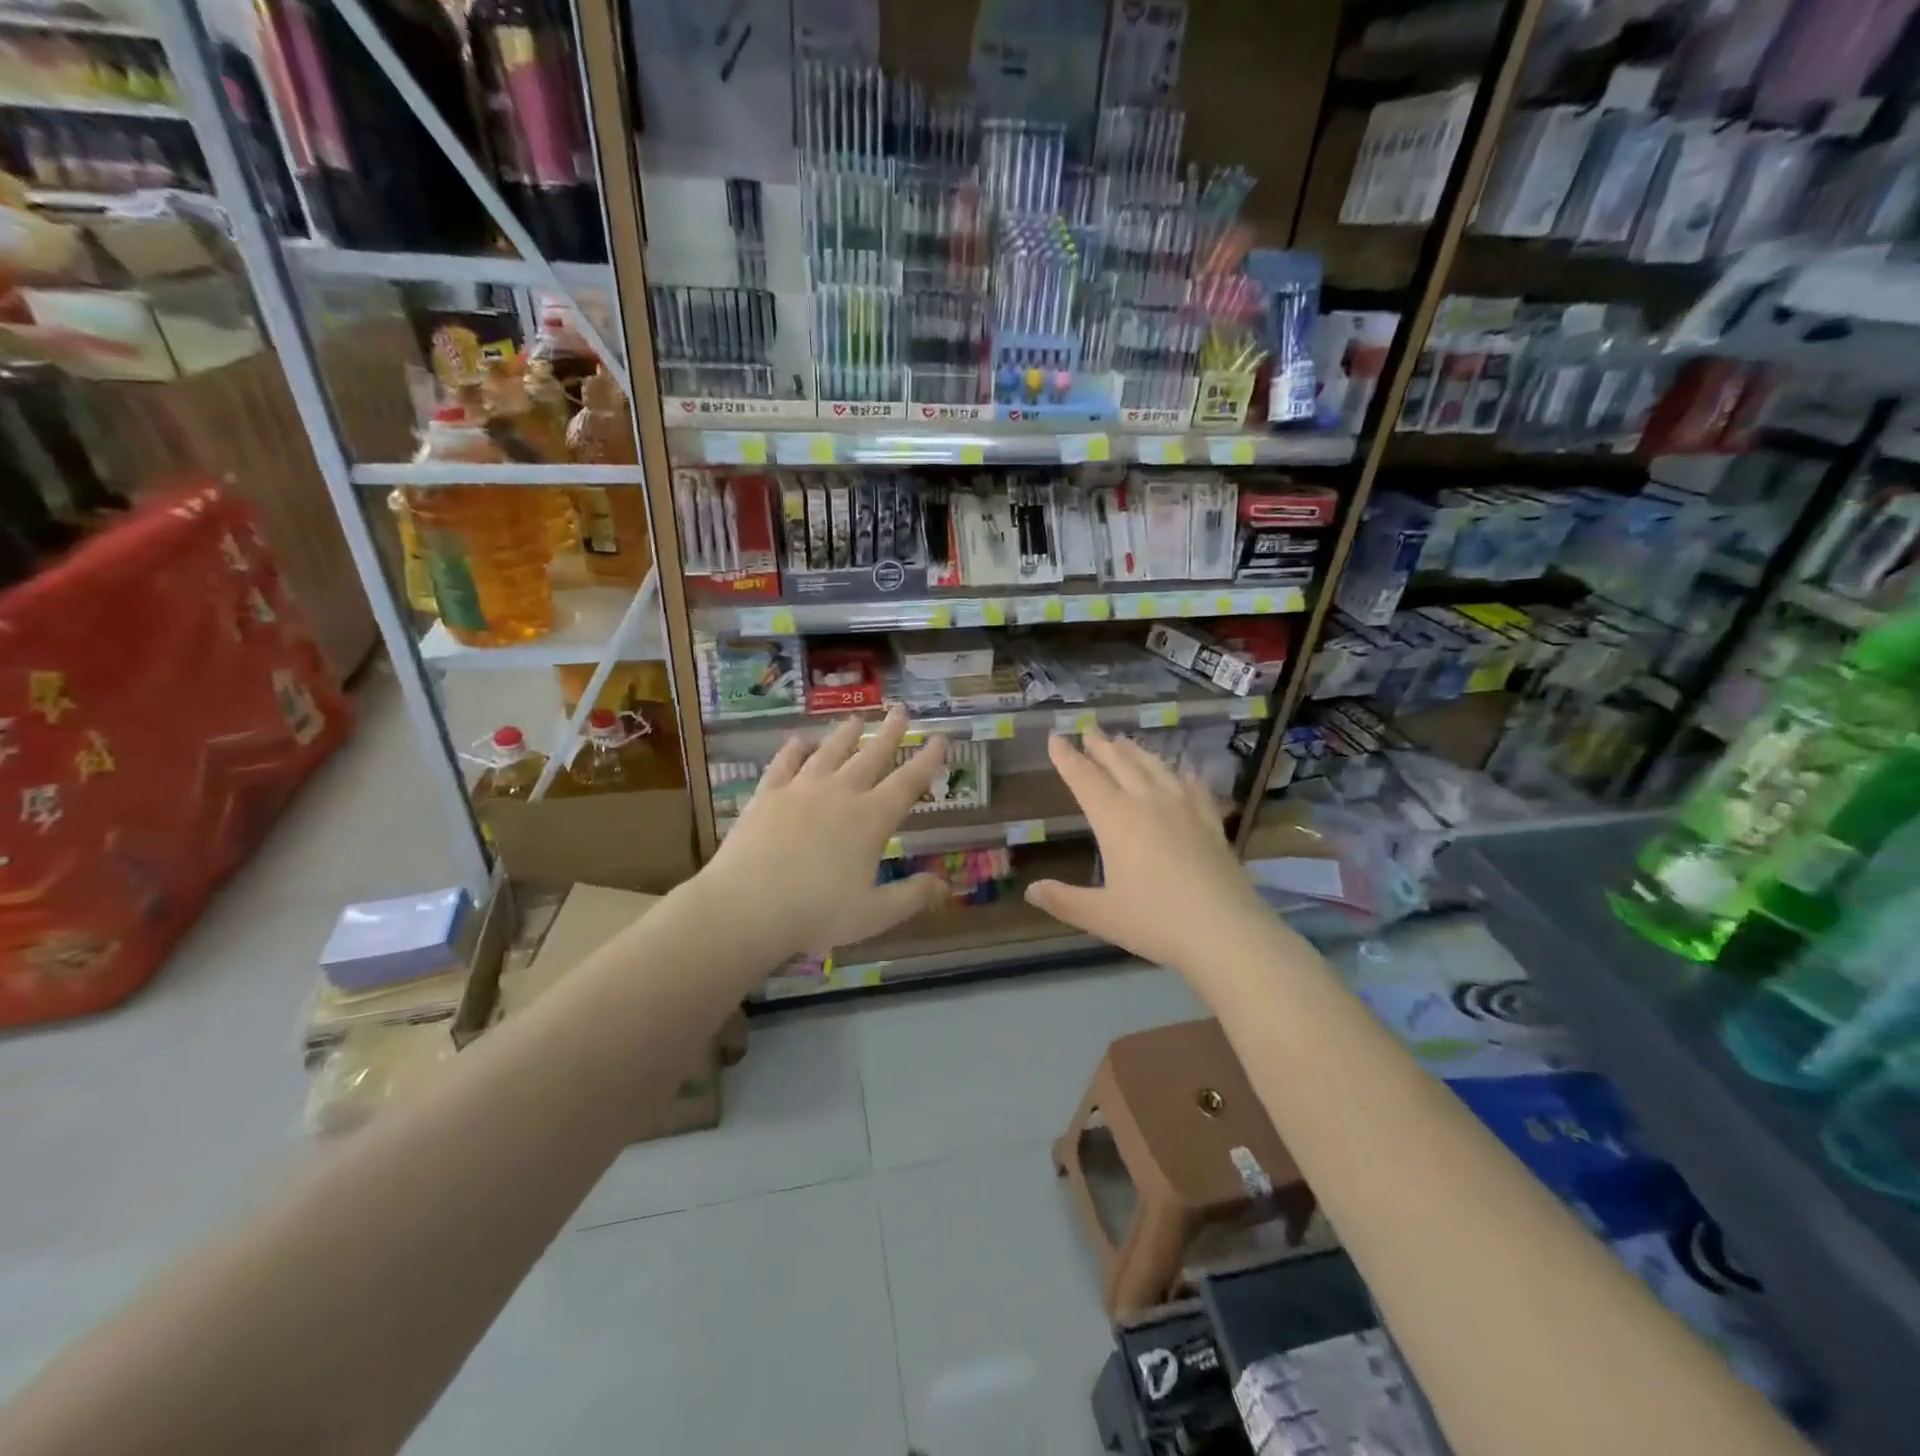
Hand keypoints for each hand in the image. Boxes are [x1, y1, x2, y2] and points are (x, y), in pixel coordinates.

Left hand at [697, 708, 949, 961]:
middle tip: (900, 710)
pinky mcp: (768, 794)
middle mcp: (840, 794)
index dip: (927, 760)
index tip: (940, 738)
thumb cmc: (815, 914)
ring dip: (846, 734)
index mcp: (871, 819)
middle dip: (890, 733)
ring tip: (856, 719)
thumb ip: (912, 896)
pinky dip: (794, 749)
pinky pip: (785, 763)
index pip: (908, 782)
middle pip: (871, 756)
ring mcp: (801, 789)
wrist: (745, 907)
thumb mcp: (874, 914)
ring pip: (830, 752)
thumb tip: (945, 885)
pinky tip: (799, 741)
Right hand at [1025, 727, 1278, 975]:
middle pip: (1120, 765)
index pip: (1085, 779)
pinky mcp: (1211, 823)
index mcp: (1116, 820)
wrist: (1226, 932)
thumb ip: (1063, 900)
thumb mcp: (1100, 915)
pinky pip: (1193, 788)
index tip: (1055, 738)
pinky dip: (1182, 775)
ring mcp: (1184, 809)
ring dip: (1136, 752)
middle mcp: (1148, 803)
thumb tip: (1031, 891)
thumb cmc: (1155, 922)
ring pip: (1155, 768)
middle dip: (1101, 747)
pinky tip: (1184, 772)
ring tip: (1124, 741)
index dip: (1067, 758)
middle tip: (1089, 730)